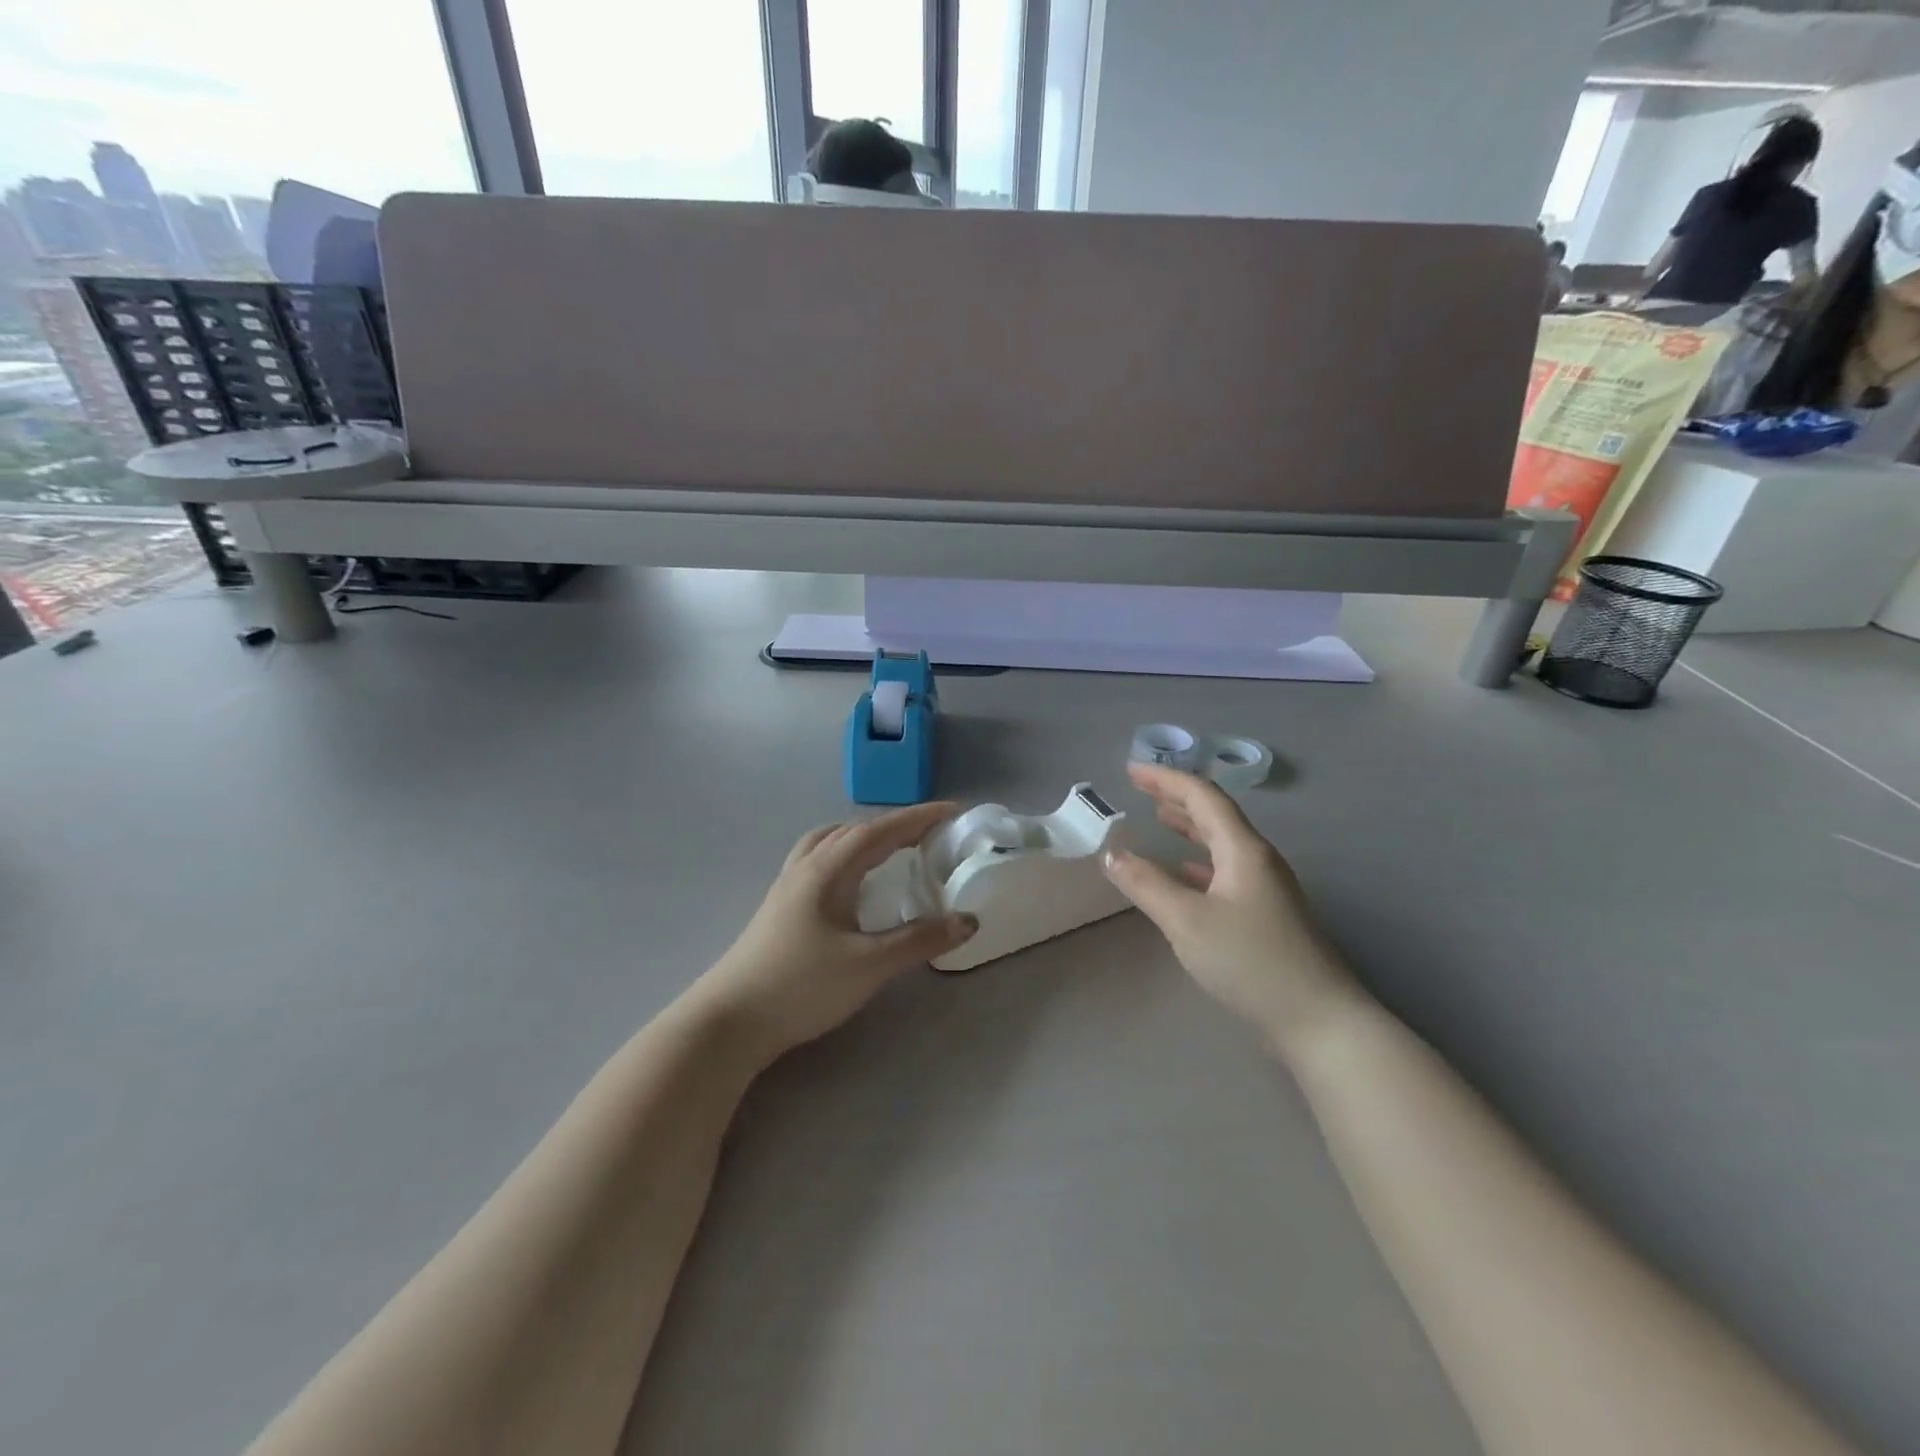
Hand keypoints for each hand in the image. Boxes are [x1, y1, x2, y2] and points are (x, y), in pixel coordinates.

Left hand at [686, 802, 977, 1065]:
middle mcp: (807, 867)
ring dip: (865, 837)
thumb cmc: (801, 987)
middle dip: (895, 826)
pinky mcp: (780, 907)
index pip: (880, 830)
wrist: (729, 1021)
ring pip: (831, 842)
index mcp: (829, 870)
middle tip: (931, 834)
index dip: (918, 817)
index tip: (953, 812)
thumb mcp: (869, 965)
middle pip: (854, 830)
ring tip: (892, 849)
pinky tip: (852, 882)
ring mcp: (788, 886)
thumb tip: (968, 920)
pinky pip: (819, 860)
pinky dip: (845, 854)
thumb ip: (919, 940)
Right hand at [1102, 763, 1352, 1049]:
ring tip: (1159, 819)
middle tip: (1141, 789)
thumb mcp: (1187, 921)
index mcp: (1243, 850)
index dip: (1166, 779)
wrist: (1319, 1021)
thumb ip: (1146, 884)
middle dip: (1177, 797)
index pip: (1203, 797)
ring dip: (1189, 827)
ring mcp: (1265, 888)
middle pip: (1215, 815)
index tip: (1131, 771)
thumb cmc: (1251, 962)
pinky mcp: (1266, 915)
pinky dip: (1198, 862)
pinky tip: (1184, 873)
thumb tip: (1111, 854)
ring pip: (1221, 843)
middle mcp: (1257, 860)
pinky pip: (1225, 870)